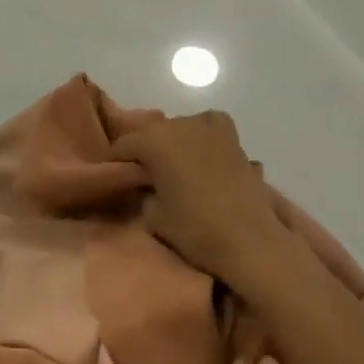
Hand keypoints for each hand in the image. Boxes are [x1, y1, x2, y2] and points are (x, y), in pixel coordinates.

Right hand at [112, 111, 291, 280]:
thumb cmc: (195, 229)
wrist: (248, 238)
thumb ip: (144, 193)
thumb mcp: (153, 216)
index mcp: (154, 141)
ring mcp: (210, 129)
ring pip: (181, 126)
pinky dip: (204, 133)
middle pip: (152, 132)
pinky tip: (204, 151)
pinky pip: (211, 125)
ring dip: (174, 141)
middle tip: (144, 176)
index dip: (116, 162)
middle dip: (145, 151)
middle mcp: (180, 125)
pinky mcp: (234, 139)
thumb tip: (148, 186)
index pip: (123, 145)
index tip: (116, 179)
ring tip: (175, 165)